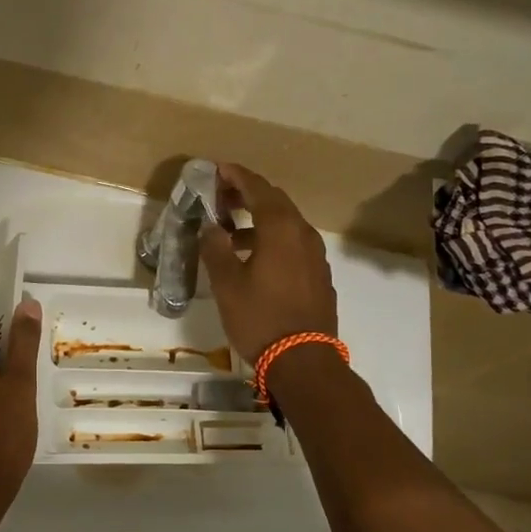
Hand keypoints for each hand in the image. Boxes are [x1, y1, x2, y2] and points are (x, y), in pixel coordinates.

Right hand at [199, 163, 337, 364]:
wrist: (304, 361)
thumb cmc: (260, 318)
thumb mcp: (227, 284)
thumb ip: (216, 249)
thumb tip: (211, 228)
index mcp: (281, 229)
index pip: (259, 189)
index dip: (237, 177)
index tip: (219, 170)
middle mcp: (303, 234)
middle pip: (276, 202)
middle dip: (248, 195)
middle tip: (222, 197)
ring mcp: (316, 256)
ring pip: (287, 224)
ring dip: (260, 220)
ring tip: (232, 232)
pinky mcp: (319, 276)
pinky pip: (294, 244)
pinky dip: (273, 239)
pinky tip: (255, 258)